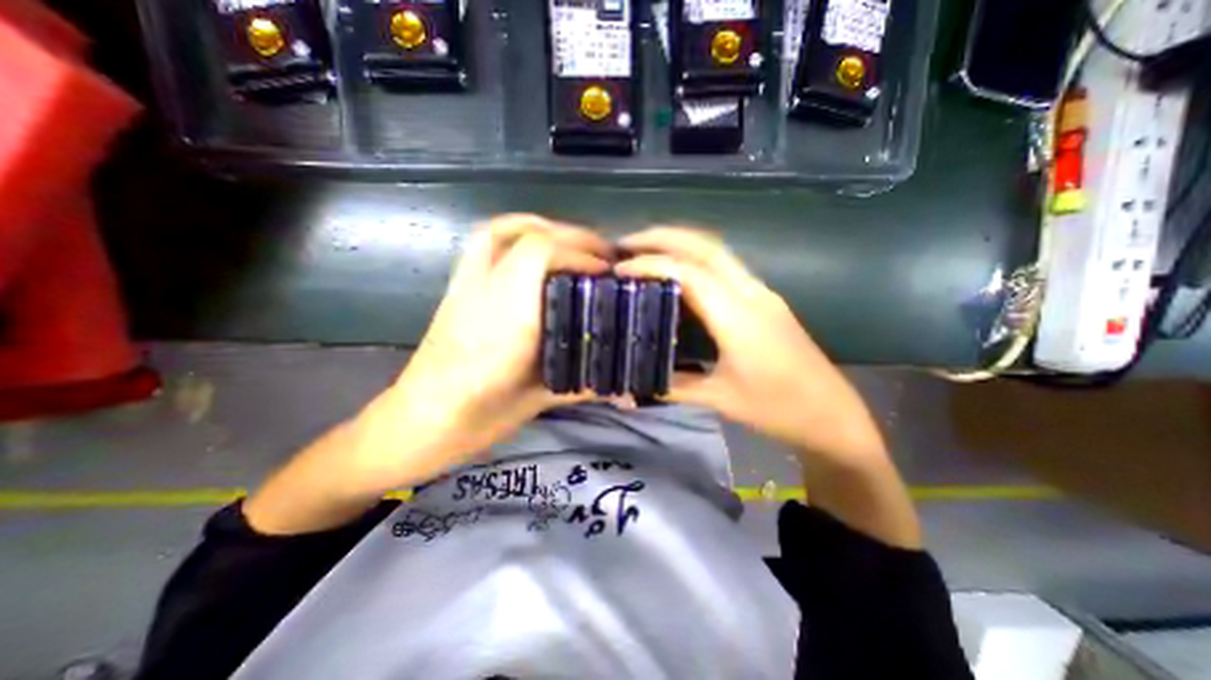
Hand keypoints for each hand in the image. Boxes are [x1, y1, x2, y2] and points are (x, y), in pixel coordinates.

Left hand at [352, 216, 616, 485]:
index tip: (609, 271)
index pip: (546, 254)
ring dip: (542, 227)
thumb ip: (584, 386)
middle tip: (599, 253)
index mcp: (511, 315)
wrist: (427, 418)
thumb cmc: (484, 413)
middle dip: (572, 236)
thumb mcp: (540, 399)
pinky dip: (512, 234)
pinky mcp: (456, 285)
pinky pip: (482, 243)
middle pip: (528, 233)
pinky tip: (532, 251)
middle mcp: (488, 288)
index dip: (584, 254)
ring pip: (501, 229)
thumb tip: (628, 393)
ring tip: (570, 244)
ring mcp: (467, 282)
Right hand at [618, 225, 887, 463]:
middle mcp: (752, 293)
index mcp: (738, 317)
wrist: (832, 413)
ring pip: (717, 250)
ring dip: (679, 243)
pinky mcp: (765, 299)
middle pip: (705, 245)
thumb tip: (633, 382)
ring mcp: (762, 292)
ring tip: (645, 250)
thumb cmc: (778, 408)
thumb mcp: (720, 399)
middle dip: (663, 236)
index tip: (619, 268)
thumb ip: (674, 385)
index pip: (689, 273)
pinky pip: (725, 266)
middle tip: (626, 242)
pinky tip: (676, 271)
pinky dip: (694, 257)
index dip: (651, 264)